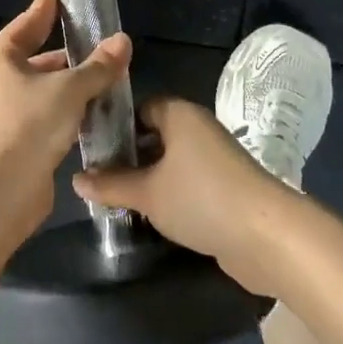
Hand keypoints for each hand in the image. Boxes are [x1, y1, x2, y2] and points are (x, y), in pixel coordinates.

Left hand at [0, 0, 131, 249]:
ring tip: (110, 75)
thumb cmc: (26, 125)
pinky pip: (50, 114)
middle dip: (71, 50)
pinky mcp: (19, 140)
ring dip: (74, 84)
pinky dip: (71, 110)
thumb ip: (98, 66)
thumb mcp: (68, 89)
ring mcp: (7, 111)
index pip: (29, 21)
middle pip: (39, 56)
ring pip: (47, 88)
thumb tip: (123, 41)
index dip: (48, 6)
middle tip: (104, 41)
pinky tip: (98, 110)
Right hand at [72, 97, 296, 295]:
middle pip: (156, 135)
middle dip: (129, 156)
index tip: (91, 148)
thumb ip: (111, 185)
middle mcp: (199, 129)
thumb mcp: (147, 192)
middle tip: (98, 178)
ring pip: (172, 162)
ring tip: (116, 199)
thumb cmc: (200, 198)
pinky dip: (170, 195)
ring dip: (148, 179)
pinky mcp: (226, 188)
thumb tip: (76, 180)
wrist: (266, 235)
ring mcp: (215, 159)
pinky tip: (150, 216)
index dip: (115, 125)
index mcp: (180, 114)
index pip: (140, 108)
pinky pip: (189, 183)